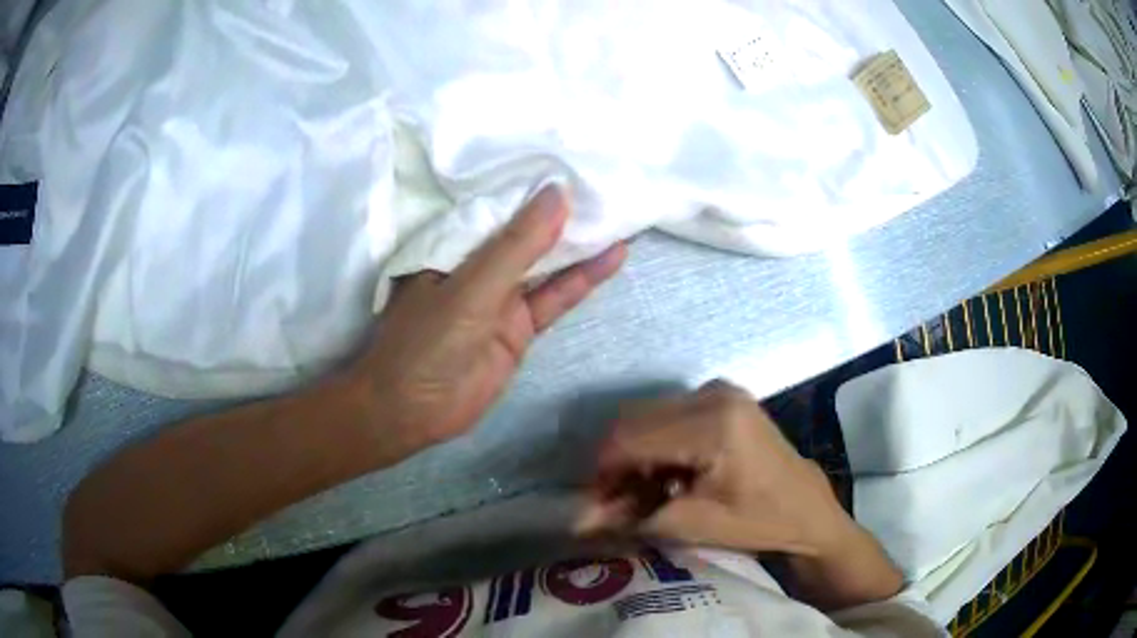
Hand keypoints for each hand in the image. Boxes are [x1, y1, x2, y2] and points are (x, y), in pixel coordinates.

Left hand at [342, 185, 626, 454]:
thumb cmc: (427, 341)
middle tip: (608, 184)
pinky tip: (613, 256)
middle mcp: (479, 265)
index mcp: (454, 244)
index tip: (575, 161)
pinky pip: (555, 297)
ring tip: (620, 213)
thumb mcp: (471, 287)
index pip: (500, 204)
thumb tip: (557, 194)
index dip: (534, 185)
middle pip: (528, 233)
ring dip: (580, 243)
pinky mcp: (520, 328)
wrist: (413, 410)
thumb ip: (516, 246)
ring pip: (547, 264)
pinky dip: (583, 279)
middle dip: (564, 213)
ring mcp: (501, 298)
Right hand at [578, 380, 902, 609]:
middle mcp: (714, 394)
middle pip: (635, 420)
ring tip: (640, 492)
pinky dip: (655, 443)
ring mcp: (720, 390)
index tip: (596, 504)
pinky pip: (669, 413)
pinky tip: (664, 474)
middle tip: (616, 502)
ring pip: (648, 415)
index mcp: (714, 425)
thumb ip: (632, 518)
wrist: (807, 507)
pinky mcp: (722, 395)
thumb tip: (577, 520)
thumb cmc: (759, 521)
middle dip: (615, 462)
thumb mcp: (695, 526)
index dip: (603, 472)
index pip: (631, 438)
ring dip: (634, 453)